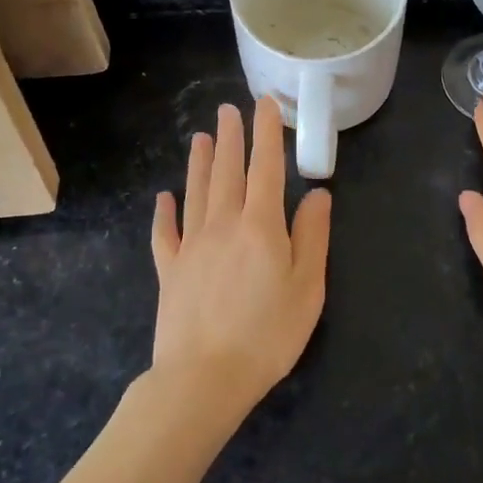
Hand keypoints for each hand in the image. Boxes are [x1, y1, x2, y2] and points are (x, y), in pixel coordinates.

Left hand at [151, 97, 332, 413]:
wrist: (204, 377)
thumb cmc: (267, 334)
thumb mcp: (307, 287)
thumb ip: (312, 236)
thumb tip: (318, 194)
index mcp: (261, 226)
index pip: (266, 167)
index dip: (267, 133)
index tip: (265, 104)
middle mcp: (223, 224)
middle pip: (227, 171)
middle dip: (230, 137)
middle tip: (228, 109)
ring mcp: (191, 246)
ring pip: (196, 192)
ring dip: (200, 163)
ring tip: (201, 137)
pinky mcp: (169, 270)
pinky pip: (166, 233)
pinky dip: (165, 212)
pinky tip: (165, 197)